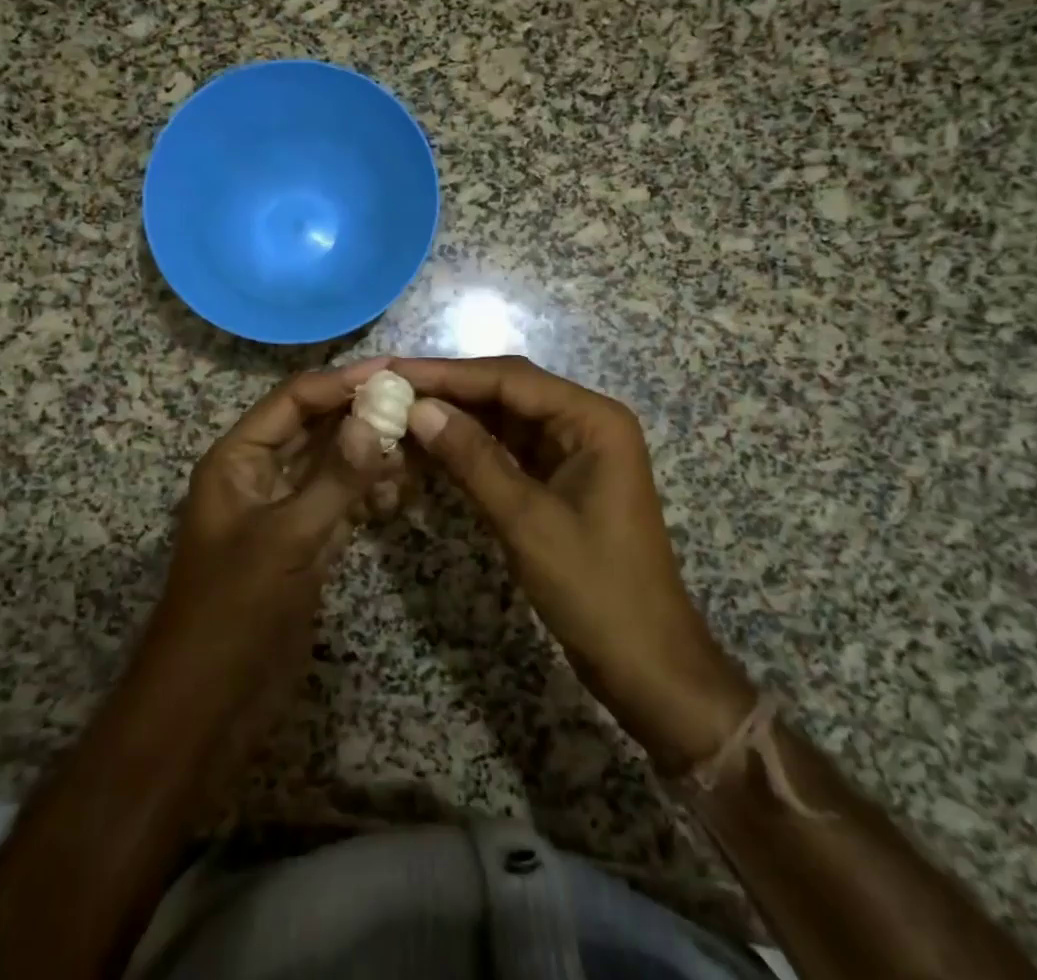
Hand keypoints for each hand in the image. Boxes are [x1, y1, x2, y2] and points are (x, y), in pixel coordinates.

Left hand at [131, 360, 393, 756]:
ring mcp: (283, 511)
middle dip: (361, 415)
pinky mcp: (303, 545)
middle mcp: (259, 475)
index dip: (341, 382)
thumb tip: (374, 420)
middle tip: (417, 404)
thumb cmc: (235, 611)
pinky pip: (339, 503)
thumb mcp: (287, 539)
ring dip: (369, 454)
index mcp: (238, 460)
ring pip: (331, 465)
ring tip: (418, 448)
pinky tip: (400, 494)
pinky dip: (367, 494)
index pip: (294, 400)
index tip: (394, 371)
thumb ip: (334, 478)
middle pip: (315, 427)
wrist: (208, 706)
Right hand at [393, 355, 754, 772]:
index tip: (393, 370)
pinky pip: (507, 450)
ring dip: (456, 417)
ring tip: (399, 410)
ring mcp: (572, 451)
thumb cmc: (596, 590)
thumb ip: (473, 459)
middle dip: (449, 390)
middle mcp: (584, 422)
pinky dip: (470, 448)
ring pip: (504, 419)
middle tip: (389, 388)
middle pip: (507, 391)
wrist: (647, 667)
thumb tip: (419, 409)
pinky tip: (431, 445)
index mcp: (593, 419)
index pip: (510, 379)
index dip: (448, 373)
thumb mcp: (527, 521)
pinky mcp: (558, 479)